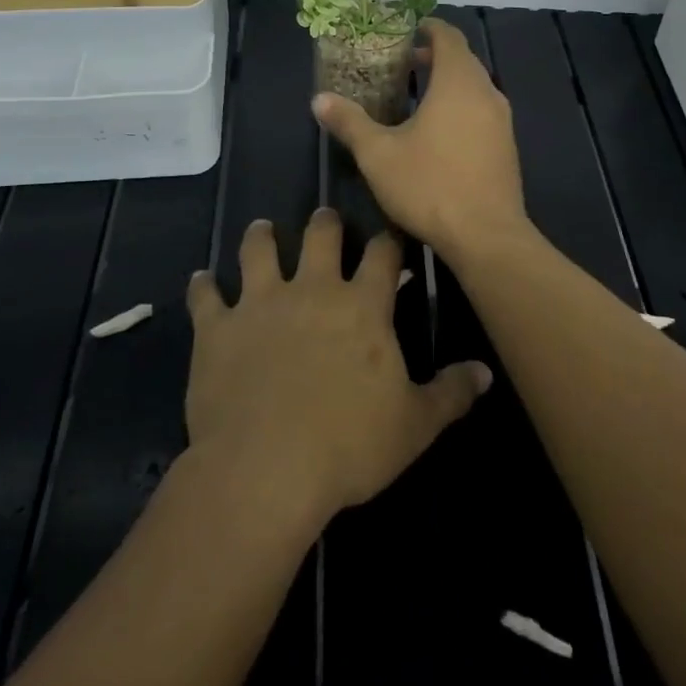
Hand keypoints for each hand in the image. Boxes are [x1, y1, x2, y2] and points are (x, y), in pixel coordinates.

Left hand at [184, 209, 491, 524]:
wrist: (265, 468)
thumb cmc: (348, 445)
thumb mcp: (414, 425)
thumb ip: (451, 393)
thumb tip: (486, 371)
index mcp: (362, 306)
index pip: (383, 255)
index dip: (389, 241)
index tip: (390, 234)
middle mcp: (313, 290)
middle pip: (321, 237)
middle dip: (326, 223)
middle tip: (325, 217)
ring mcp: (260, 304)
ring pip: (259, 251)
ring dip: (261, 237)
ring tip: (261, 228)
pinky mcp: (217, 328)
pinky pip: (205, 297)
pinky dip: (202, 286)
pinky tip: (200, 279)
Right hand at [312, 18, 529, 261]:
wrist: (486, 235)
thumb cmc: (429, 185)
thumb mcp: (378, 154)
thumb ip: (350, 122)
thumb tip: (319, 99)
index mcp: (458, 82)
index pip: (449, 37)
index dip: (429, 28)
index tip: (407, 30)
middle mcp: (487, 92)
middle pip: (463, 60)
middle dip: (435, 56)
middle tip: (403, 64)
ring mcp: (502, 121)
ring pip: (475, 87)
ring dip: (449, 83)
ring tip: (417, 97)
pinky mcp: (507, 146)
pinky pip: (483, 111)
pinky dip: (462, 106)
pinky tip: (440, 132)